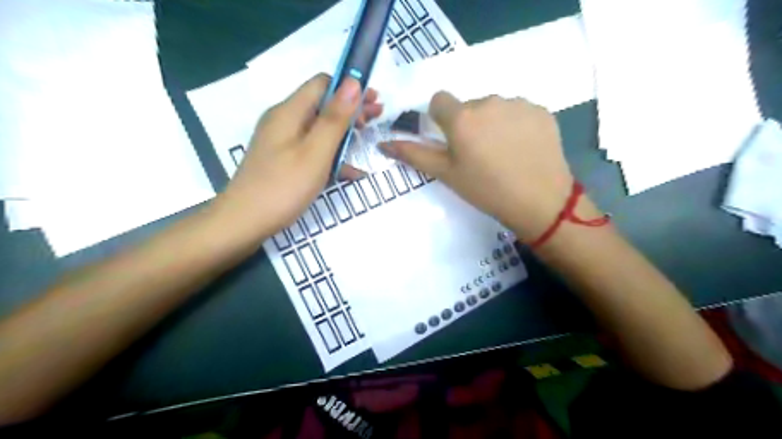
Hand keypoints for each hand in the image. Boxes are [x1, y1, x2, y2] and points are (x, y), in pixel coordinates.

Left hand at [212, 75, 383, 239]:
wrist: (243, 223)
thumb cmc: (283, 187)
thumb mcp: (315, 152)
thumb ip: (334, 118)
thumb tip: (353, 83)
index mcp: (290, 112)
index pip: (323, 84)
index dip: (350, 88)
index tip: (374, 101)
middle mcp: (284, 121)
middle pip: (322, 105)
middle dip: (351, 109)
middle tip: (378, 117)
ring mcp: (283, 143)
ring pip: (319, 129)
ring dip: (345, 131)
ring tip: (368, 138)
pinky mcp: (284, 161)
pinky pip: (312, 150)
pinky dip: (332, 155)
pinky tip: (352, 172)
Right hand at [383, 93, 572, 240]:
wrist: (540, 201)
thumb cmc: (485, 190)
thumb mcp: (446, 174)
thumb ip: (413, 154)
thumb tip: (383, 143)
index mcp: (461, 117)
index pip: (439, 100)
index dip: (441, 120)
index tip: (451, 141)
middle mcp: (489, 100)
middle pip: (469, 105)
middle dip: (469, 124)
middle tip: (479, 155)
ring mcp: (519, 103)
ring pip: (495, 108)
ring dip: (493, 123)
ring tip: (503, 153)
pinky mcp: (541, 110)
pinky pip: (520, 111)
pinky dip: (517, 125)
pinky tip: (523, 149)